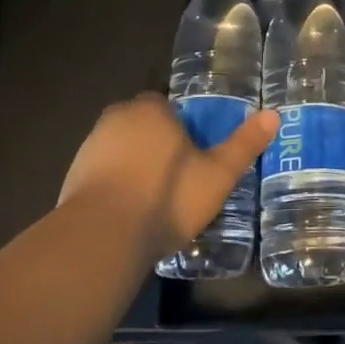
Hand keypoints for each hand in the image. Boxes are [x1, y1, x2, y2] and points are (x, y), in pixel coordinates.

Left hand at [57, 94, 277, 261]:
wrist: (101, 238)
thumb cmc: (166, 197)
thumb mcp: (217, 174)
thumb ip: (244, 144)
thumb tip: (273, 114)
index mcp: (151, 109)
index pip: (168, 105)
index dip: (183, 126)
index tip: (195, 152)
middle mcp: (116, 119)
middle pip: (143, 124)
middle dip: (158, 143)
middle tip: (180, 175)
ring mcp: (89, 148)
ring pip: (120, 149)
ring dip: (135, 165)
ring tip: (156, 198)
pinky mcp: (71, 179)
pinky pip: (102, 174)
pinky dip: (115, 186)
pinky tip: (130, 213)